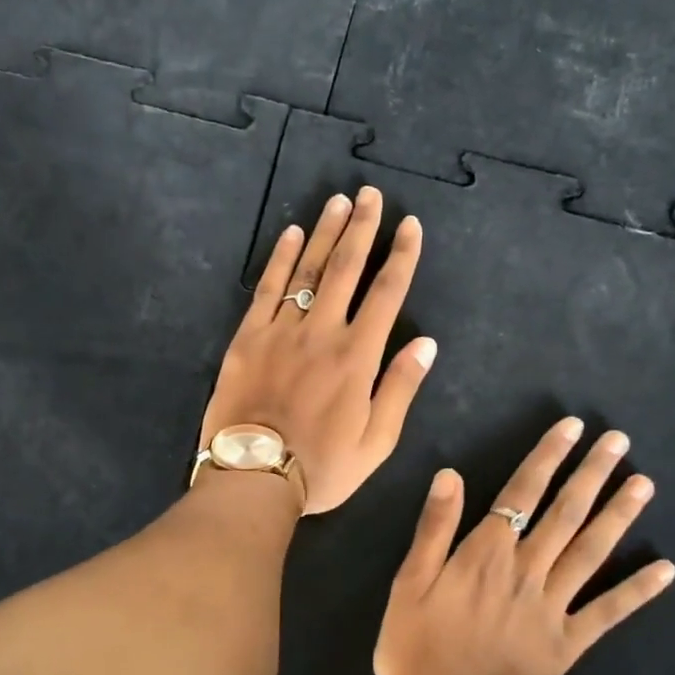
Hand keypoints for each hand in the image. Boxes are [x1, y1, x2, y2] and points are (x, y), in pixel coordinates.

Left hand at [199, 185, 435, 515]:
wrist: (253, 478)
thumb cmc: (322, 468)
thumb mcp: (376, 441)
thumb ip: (400, 388)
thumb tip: (426, 343)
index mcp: (358, 357)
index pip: (387, 293)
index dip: (402, 256)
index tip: (410, 225)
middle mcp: (322, 332)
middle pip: (346, 269)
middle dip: (363, 228)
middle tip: (371, 195)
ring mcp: (281, 331)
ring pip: (308, 271)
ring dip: (325, 233)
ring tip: (339, 202)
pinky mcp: (248, 338)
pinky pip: (267, 289)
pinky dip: (281, 259)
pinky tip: (292, 234)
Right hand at [374, 417, 674, 674]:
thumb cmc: (415, 647)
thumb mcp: (408, 583)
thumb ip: (434, 528)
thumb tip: (452, 474)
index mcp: (486, 553)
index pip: (522, 492)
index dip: (548, 457)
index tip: (572, 428)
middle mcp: (526, 570)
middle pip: (565, 512)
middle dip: (592, 473)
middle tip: (620, 441)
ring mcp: (552, 606)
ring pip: (591, 551)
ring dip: (619, 515)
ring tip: (644, 484)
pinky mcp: (567, 643)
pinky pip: (608, 612)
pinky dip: (637, 590)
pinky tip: (666, 569)